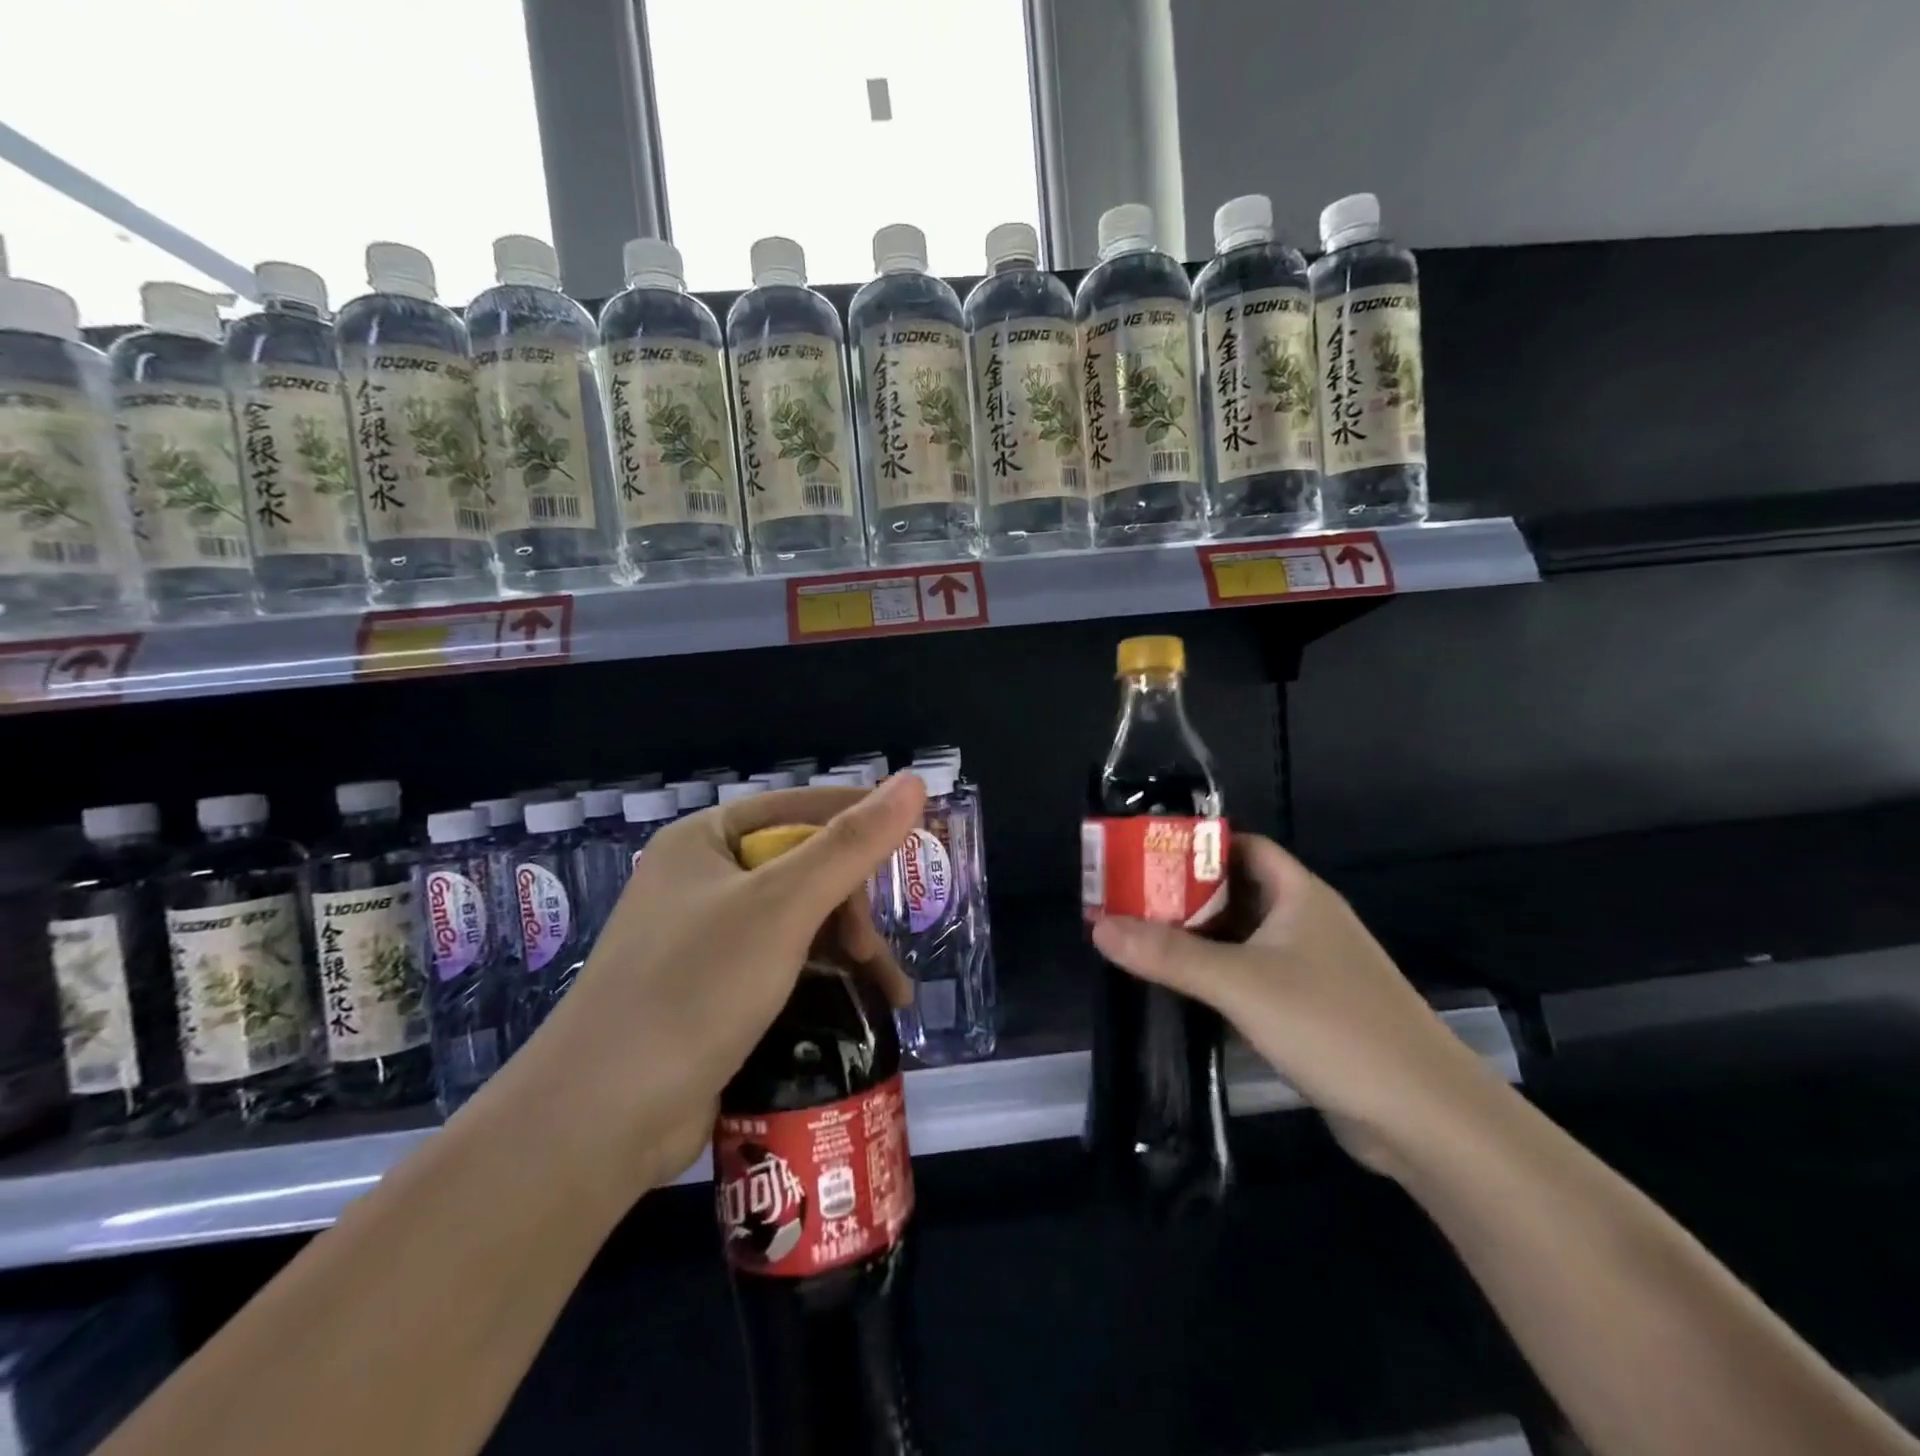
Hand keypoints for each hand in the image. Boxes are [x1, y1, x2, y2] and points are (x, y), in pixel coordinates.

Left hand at [505, 776, 924, 1195]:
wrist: (601, 1121)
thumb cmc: (694, 988)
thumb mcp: (783, 906)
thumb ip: (852, 844)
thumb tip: (915, 781)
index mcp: (706, 840)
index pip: (801, 807)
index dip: (860, 819)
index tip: (919, 840)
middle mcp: (703, 881)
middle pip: (804, 868)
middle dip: (852, 906)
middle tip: (872, 950)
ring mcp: (706, 939)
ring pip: (801, 921)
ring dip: (850, 949)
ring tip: (888, 991)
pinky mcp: (714, 992)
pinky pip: (786, 964)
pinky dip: (825, 980)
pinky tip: (863, 1008)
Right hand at [1090, 834, 1498, 1176]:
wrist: (1425, 1117)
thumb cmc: (1332, 1025)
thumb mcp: (1240, 983)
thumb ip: (1168, 954)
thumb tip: (1099, 926)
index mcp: (1299, 895)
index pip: (1242, 846)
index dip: (1196, 845)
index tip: (1145, 855)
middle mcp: (1307, 922)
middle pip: (1237, 892)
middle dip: (1185, 895)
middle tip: (1129, 902)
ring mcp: (1314, 968)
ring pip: (1244, 938)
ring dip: (1200, 939)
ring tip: (1141, 940)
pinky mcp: (1313, 1011)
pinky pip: (1255, 977)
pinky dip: (1219, 976)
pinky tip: (1184, 990)